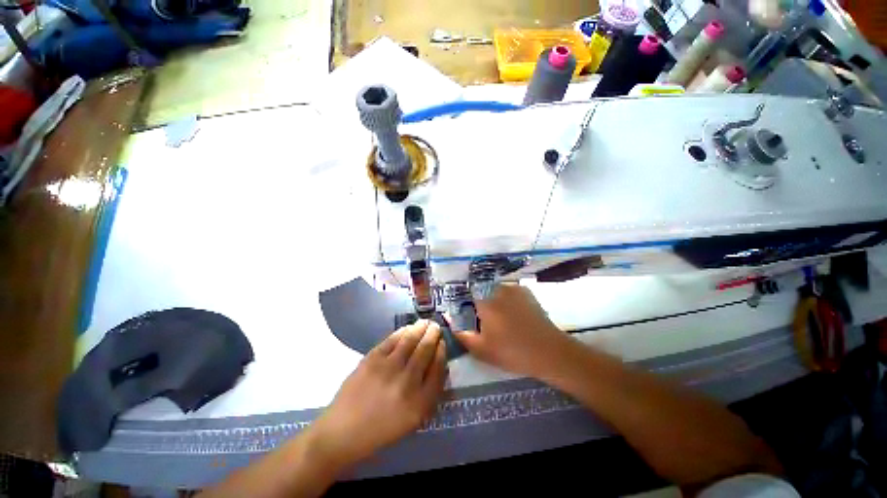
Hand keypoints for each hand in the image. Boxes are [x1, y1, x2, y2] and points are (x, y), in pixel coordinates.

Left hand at [310, 320, 447, 467]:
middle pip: (425, 350)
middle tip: (435, 326)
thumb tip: (438, 363)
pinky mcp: (372, 360)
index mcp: (420, 402)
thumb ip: (430, 392)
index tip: (442, 342)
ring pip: (410, 340)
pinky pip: (392, 340)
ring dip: (420, 328)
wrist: (344, 431)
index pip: (438, 368)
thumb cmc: (382, 428)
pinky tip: (407, 328)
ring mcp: (388, 368)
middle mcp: (407, 382)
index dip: (441, 351)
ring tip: (424, 322)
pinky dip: (402, 331)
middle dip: (433, 334)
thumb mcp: (414, 419)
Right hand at [454, 284, 570, 377]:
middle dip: (480, 301)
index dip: (466, 304)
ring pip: (495, 290)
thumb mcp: (482, 350)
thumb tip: (450, 321)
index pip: (467, 294)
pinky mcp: (526, 292)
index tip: (469, 315)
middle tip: (485, 319)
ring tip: (500, 317)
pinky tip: (513, 313)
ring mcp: (513, 289)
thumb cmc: (512, 351)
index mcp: (485, 301)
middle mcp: (497, 289)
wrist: (549, 351)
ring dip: (493, 299)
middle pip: (481, 290)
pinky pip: (509, 291)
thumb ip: (462, 334)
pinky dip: (506, 298)